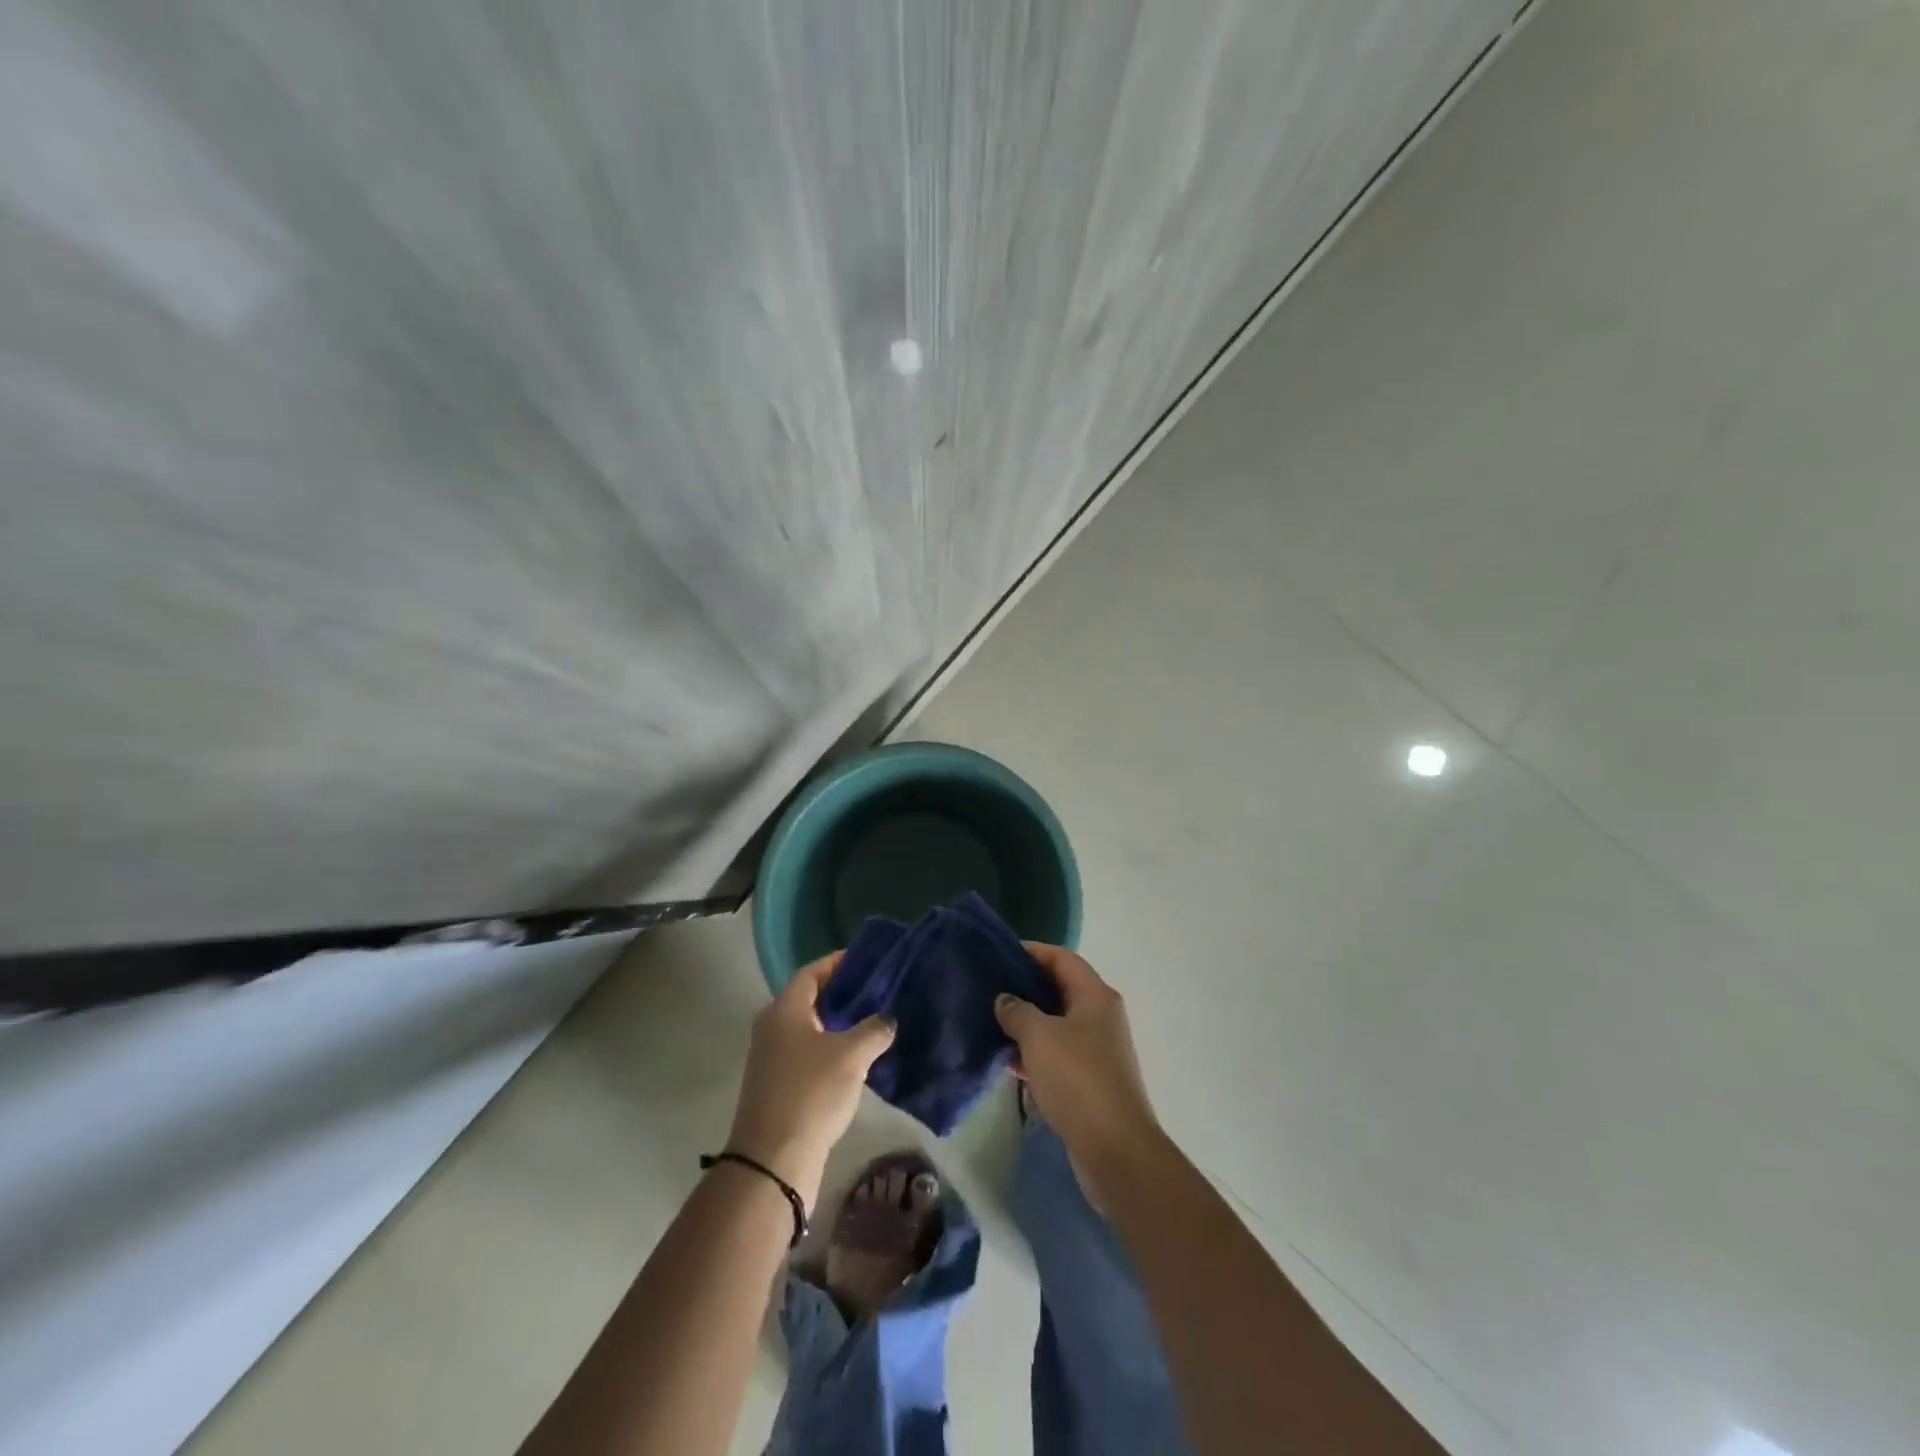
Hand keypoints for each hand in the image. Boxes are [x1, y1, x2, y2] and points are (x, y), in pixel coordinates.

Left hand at [726, 954, 893, 1208]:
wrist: (773, 1161)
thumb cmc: (811, 1093)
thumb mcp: (852, 1055)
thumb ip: (874, 1029)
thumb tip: (887, 1019)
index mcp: (784, 1010)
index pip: (812, 972)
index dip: (838, 963)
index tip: (867, 959)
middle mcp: (773, 1027)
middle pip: (810, 999)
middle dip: (842, 993)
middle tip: (877, 990)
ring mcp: (772, 1058)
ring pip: (810, 1029)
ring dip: (839, 1024)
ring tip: (874, 1021)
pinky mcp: (778, 1086)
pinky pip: (808, 1054)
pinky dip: (832, 1049)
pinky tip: (859, 1058)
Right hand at [995, 945, 1160, 1183]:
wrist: (1115, 1149)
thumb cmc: (1077, 1079)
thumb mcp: (1039, 1037)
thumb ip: (1017, 1011)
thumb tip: (1005, 1000)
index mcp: (1095, 996)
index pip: (1061, 958)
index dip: (1031, 952)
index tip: (998, 955)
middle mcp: (1100, 1016)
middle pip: (1059, 989)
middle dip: (1025, 988)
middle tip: (989, 989)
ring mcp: (1097, 1049)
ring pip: (1056, 1023)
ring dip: (1026, 1023)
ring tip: (991, 1024)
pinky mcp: (1090, 1079)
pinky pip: (1057, 1053)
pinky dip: (1034, 1053)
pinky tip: (1008, 1062)